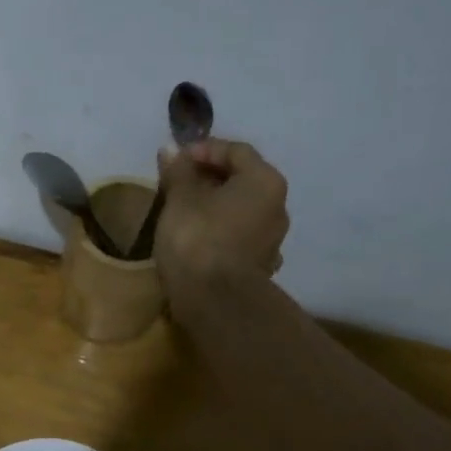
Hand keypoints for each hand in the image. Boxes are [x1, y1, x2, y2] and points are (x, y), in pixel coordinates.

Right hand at [155, 138, 289, 288]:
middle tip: (176, 185)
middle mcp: (278, 207)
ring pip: (241, 212)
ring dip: (215, 207)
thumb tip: (172, 150)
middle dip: (209, 179)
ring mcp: (273, 241)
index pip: (236, 151)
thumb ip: (178, 172)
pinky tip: (199, 240)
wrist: (215, 301)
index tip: (175, 160)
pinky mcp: (261, 267)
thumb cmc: (197, 239)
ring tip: (183, 213)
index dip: (204, 150)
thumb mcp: (180, 199)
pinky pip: (239, 238)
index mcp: (264, 181)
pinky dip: (220, 232)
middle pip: (242, 181)